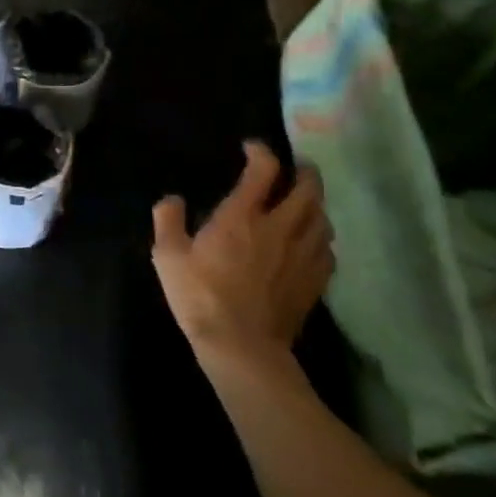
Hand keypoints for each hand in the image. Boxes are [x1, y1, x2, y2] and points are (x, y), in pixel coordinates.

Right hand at [152, 142, 332, 363]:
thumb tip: (172, 199)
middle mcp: (279, 228)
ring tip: (306, 203)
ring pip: (323, 218)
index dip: (261, 152)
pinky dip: (322, 239)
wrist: (242, 348)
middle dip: (305, 172)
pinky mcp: (313, 282)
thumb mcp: (168, 256)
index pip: (264, 170)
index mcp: (243, 216)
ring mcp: (301, 256)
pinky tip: (312, 243)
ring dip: (316, 205)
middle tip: (297, 167)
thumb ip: (168, 221)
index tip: (252, 148)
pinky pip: (327, 251)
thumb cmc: (201, 297)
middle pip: (308, 189)